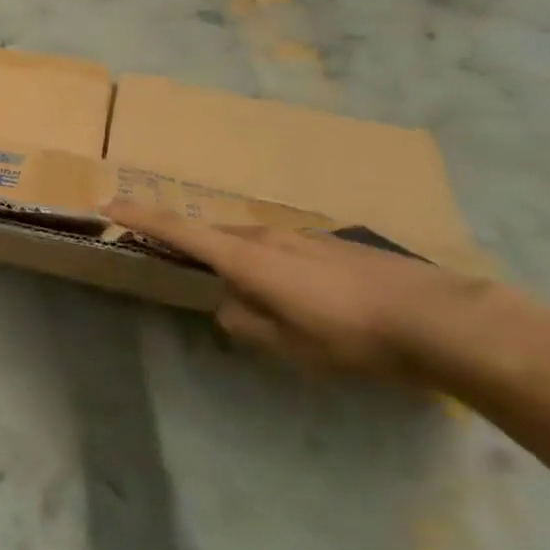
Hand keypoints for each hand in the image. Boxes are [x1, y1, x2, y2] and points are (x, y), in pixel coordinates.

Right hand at [103, 201, 500, 381]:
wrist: (442, 319)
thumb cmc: (350, 336)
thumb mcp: (286, 345)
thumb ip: (243, 322)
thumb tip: (228, 306)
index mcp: (246, 258)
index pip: (179, 230)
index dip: (141, 216)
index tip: (108, 204)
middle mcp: (267, 237)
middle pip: (214, 236)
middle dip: (191, 247)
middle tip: (181, 269)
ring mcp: (303, 237)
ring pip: (252, 244)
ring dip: (237, 261)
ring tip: (251, 295)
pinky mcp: (333, 245)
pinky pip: (282, 250)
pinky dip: (271, 266)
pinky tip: (301, 298)